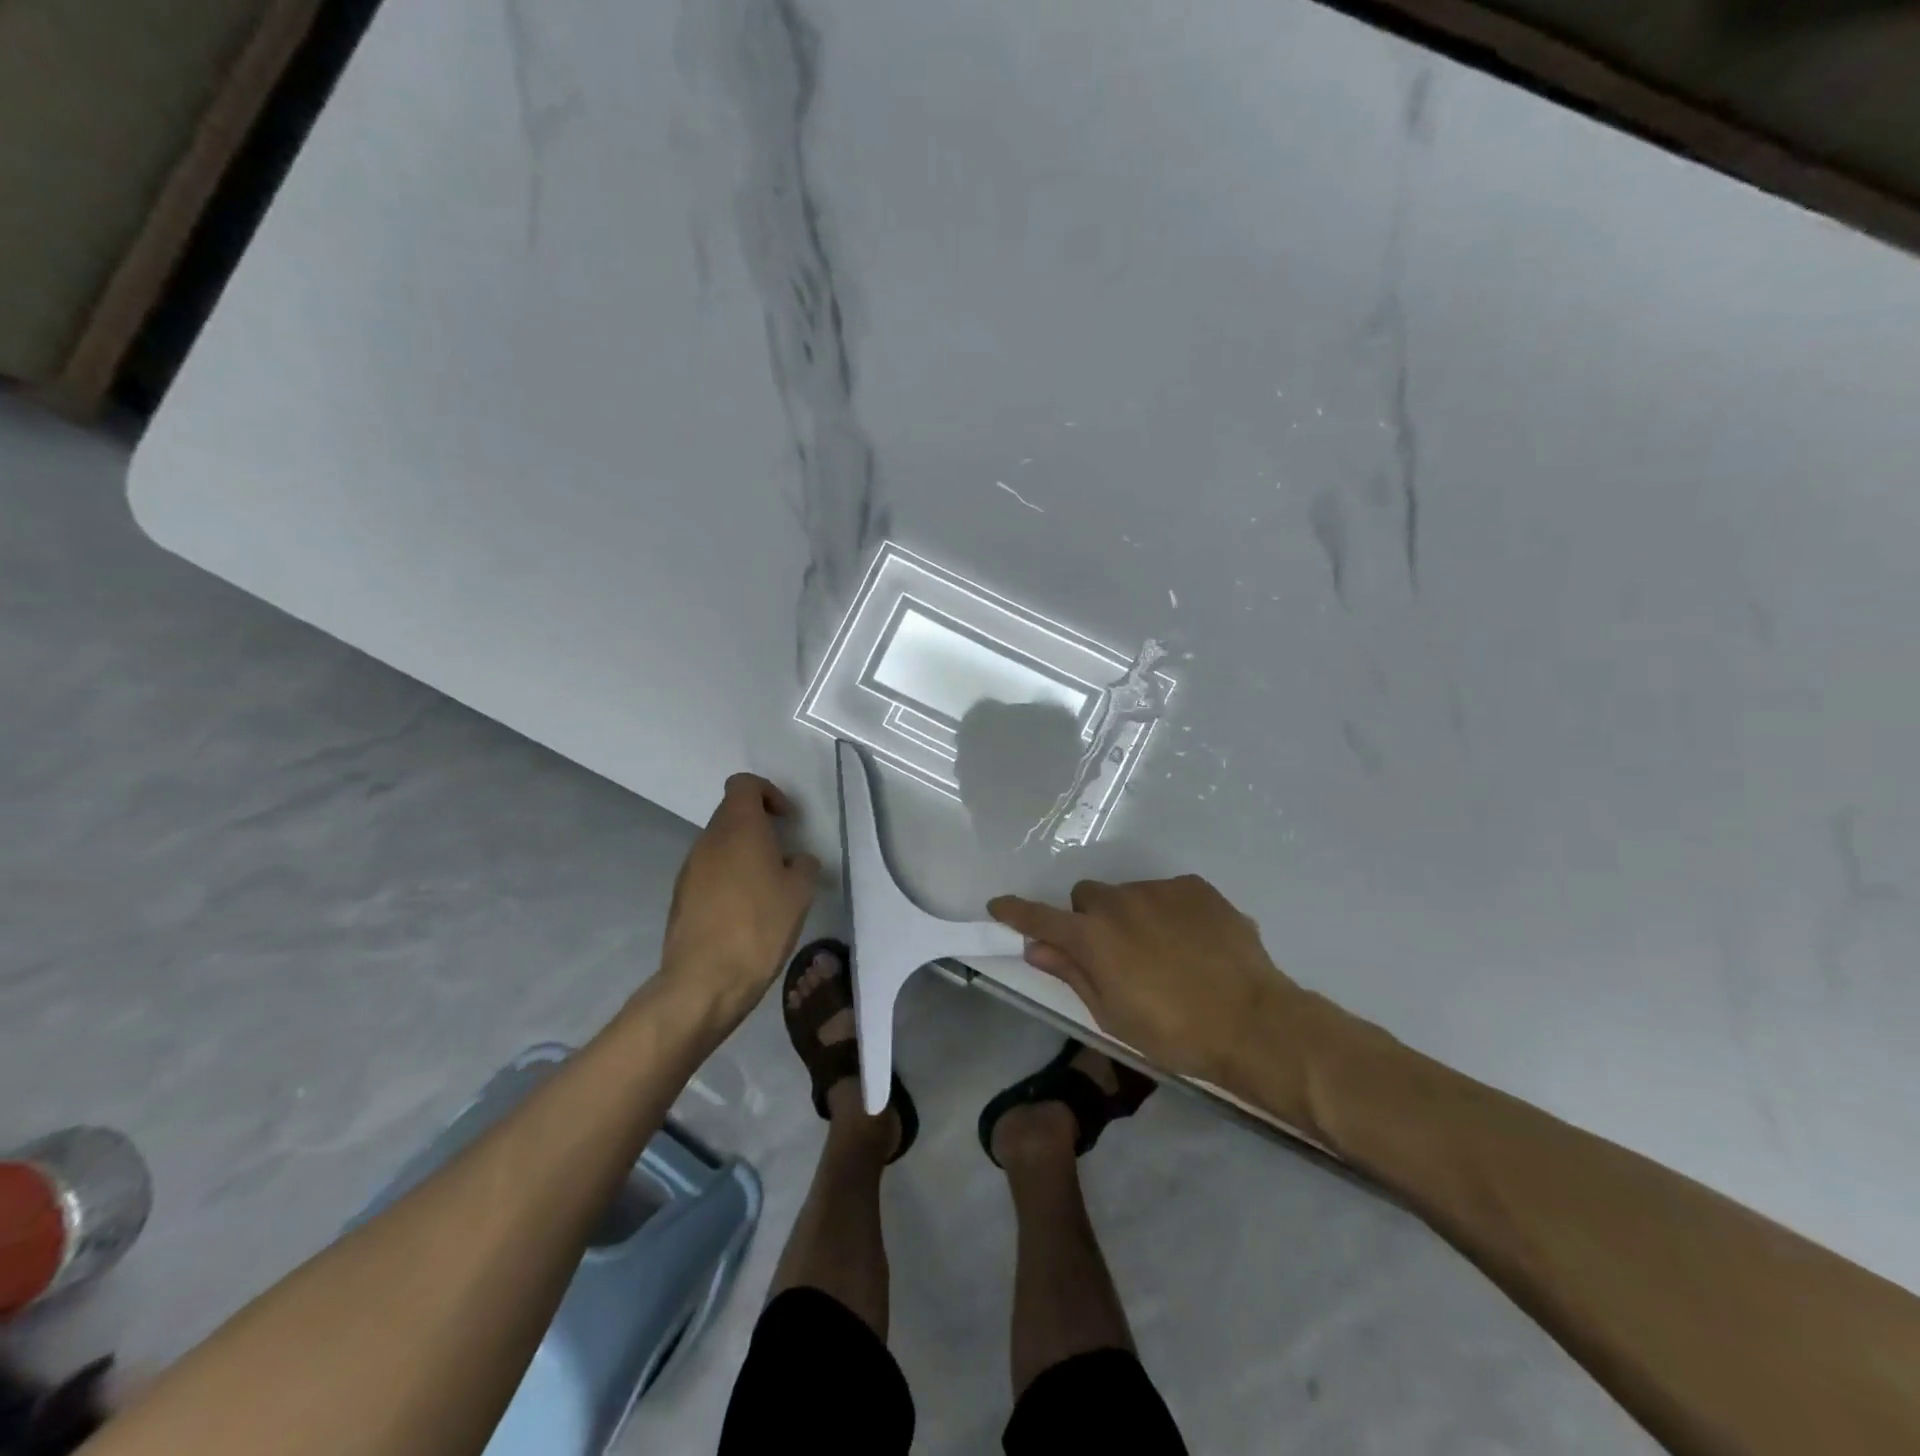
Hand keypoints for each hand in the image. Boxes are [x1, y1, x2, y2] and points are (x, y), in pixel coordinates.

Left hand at [658, 774, 819, 1025]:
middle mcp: (708, 840)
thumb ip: (803, 866)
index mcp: (738, 828)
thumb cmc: (759, 926)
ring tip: (767, 888)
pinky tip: (746, 912)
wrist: (705, 981)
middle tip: (784, 857)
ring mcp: (690, 869)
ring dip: (744, 855)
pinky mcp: (681, 896)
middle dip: (759, 827)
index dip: (768, 793)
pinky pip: (710, 872)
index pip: (744, 785)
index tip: (786, 819)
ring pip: (720, 845)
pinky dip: (729, 879)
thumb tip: (794, 861)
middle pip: (732, 814)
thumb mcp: (799, 894)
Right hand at [987, 875, 1304, 1085]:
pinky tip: (1192, 943)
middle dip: (1088, 918)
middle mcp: (1120, 902)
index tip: (998, 905)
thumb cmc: (1174, 1032)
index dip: (1017, 912)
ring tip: (1163, 953)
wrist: (1254, 1022)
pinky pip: (1167, 893)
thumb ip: (1072, 974)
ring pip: (1128, 894)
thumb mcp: (1113, 1015)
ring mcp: (1160, 890)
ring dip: (1130, 916)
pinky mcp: (1195, 887)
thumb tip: (1036, 948)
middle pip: (1087, 896)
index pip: (1041, 917)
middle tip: (1110, 953)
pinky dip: (1167, 912)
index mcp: (1093, 937)